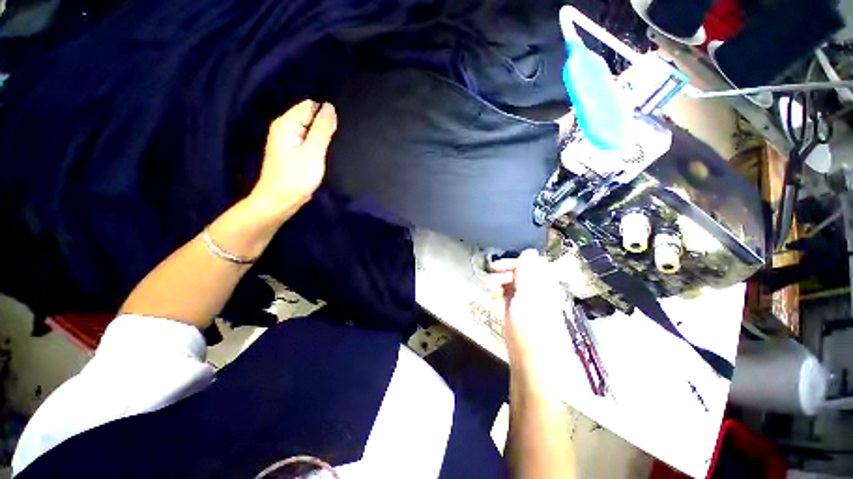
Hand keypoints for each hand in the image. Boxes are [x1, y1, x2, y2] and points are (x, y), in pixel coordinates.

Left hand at [249, 100, 337, 217]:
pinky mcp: (293, 152)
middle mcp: (286, 128)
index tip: (337, 129)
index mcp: (287, 124)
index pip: (310, 106)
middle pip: (310, 116)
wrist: (280, 201)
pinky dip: (318, 144)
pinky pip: (309, 140)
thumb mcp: (313, 152)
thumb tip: (330, 107)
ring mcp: (289, 141)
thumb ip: (322, 129)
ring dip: (322, 136)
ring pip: (311, 130)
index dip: (326, 114)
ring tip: (333, 146)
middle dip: (325, 125)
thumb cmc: (296, 177)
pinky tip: (325, 153)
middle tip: (336, 140)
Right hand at [486, 250, 568, 380]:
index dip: (513, 262)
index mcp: (544, 285)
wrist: (531, 361)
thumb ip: (528, 272)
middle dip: (503, 272)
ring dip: (499, 281)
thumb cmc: (529, 327)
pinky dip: (500, 292)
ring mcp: (528, 301)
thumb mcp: (527, 296)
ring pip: (514, 283)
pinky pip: (510, 294)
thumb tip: (530, 251)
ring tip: (486, 287)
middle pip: (521, 273)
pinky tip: (493, 296)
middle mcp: (538, 290)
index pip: (531, 264)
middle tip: (487, 277)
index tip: (496, 267)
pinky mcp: (520, 311)